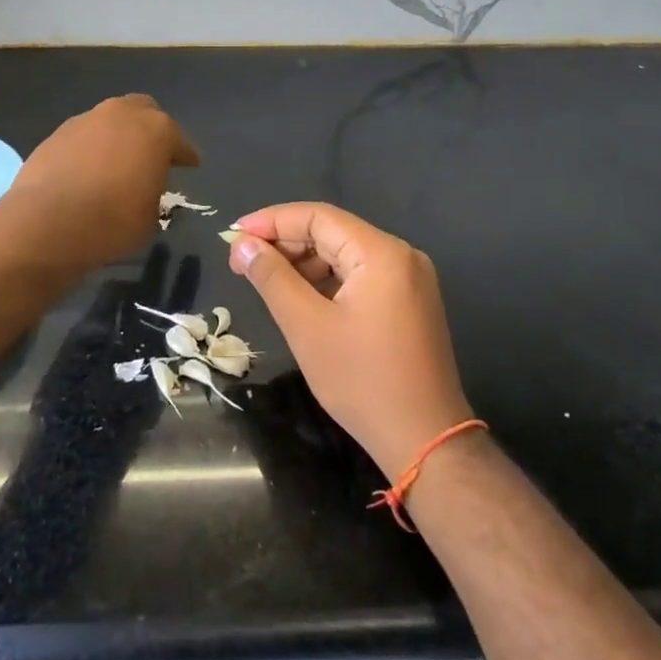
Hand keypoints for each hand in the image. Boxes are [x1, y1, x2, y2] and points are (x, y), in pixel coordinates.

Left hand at [3, 95, 199, 268]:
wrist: (48, 222)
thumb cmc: (112, 221)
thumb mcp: (150, 216)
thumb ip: (154, 191)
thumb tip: (145, 187)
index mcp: (157, 130)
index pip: (180, 141)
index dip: (186, 155)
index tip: (190, 166)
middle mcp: (123, 114)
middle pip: (144, 112)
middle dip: (151, 130)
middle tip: (152, 155)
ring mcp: (87, 119)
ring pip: (111, 120)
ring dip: (118, 136)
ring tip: (116, 163)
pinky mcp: (58, 132)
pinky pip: (85, 135)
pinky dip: (91, 147)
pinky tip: (88, 170)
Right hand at [228, 203, 472, 482]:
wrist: (426, 442)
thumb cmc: (363, 382)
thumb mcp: (307, 327)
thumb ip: (272, 278)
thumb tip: (242, 243)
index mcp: (381, 253)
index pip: (318, 217)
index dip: (272, 221)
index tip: (234, 235)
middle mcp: (401, 255)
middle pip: (332, 232)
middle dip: (285, 243)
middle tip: (242, 262)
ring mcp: (410, 279)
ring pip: (344, 254)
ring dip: (303, 263)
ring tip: (265, 281)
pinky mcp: (409, 302)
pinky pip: (360, 276)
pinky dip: (326, 281)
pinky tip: (300, 297)